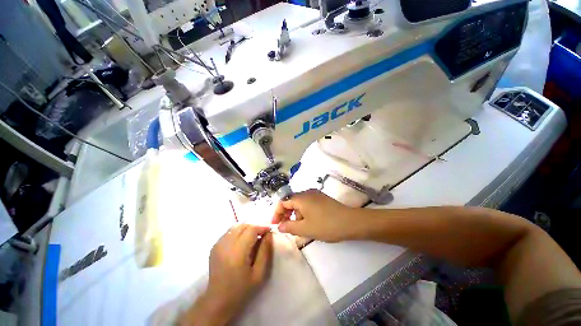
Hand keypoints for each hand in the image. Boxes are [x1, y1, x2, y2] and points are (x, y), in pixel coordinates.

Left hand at [180, 224, 272, 325]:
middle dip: (255, 227)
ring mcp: (218, 245)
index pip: (251, 229)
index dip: (262, 227)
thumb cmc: (241, 290)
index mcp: (237, 253)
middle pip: (243, 225)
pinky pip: (229, 232)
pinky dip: (238, 232)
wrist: (217, 301)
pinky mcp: (214, 246)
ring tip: (253, 237)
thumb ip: (265, 251)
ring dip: (247, 228)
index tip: (269, 230)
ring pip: (236, 226)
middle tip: (262, 234)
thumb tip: (268, 234)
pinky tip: (242, 241)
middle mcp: (225, 245)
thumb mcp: (259, 273)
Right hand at [272, 189, 357, 241]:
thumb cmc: (326, 225)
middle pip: (291, 201)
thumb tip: (279, 226)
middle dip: (286, 214)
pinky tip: (308, 222)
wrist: (350, 222)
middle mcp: (307, 193)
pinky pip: (308, 204)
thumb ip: (289, 227)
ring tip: (299, 227)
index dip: (277, 213)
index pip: (283, 202)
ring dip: (295, 214)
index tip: (275, 225)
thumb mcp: (305, 229)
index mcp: (301, 198)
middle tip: (285, 227)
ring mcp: (315, 195)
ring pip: (300, 203)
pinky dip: (304, 212)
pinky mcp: (322, 199)